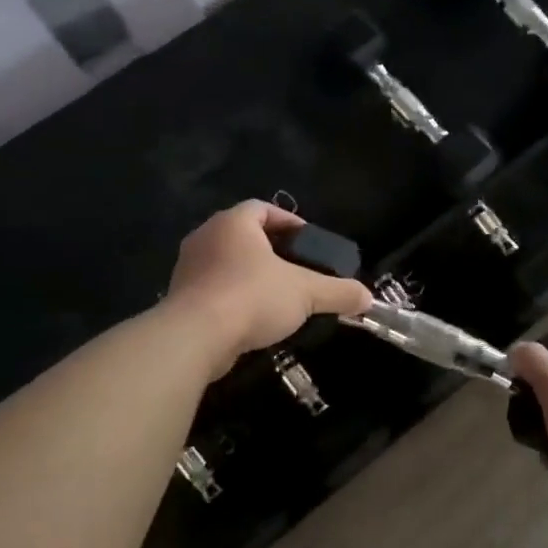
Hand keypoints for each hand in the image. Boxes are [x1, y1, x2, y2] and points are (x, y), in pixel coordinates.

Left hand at [165, 202, 372, 374]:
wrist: (194, 339)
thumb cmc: (251, 297)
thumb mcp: (305, 292)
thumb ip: (338, 292)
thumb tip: (368, 297)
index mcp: (233, 223)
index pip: (262, 208)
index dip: (288, 221)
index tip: (308, 242)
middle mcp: (206, 237)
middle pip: (244, 235)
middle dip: (271, 250)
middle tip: (297, 268)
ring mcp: (188, 269)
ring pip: (227, 263)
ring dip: (251, 275)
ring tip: (279, 295)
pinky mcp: (180, 299)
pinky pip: (213, 289)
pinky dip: (234, 297)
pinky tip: (253, 318)